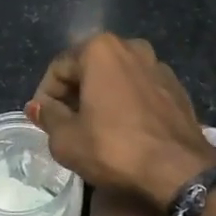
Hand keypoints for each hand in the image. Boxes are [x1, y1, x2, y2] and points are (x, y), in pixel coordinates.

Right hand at [26, 33, 215, 206]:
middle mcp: (130, 46)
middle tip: (65, 126)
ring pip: (116, 76)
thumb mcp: (67, 139)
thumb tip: (37, 106)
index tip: (43, 122)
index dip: (45, 96)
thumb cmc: (115, 148)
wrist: (179, 168)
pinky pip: (139, 88)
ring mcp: (157, 64)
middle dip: (73, 93)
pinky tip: (124, 129)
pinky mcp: (175, 85)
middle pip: (88, 67)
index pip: (58, 68)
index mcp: (100, 49)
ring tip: (94, 128)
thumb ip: (48, 117)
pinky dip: (126, 102)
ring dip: (100, 96)